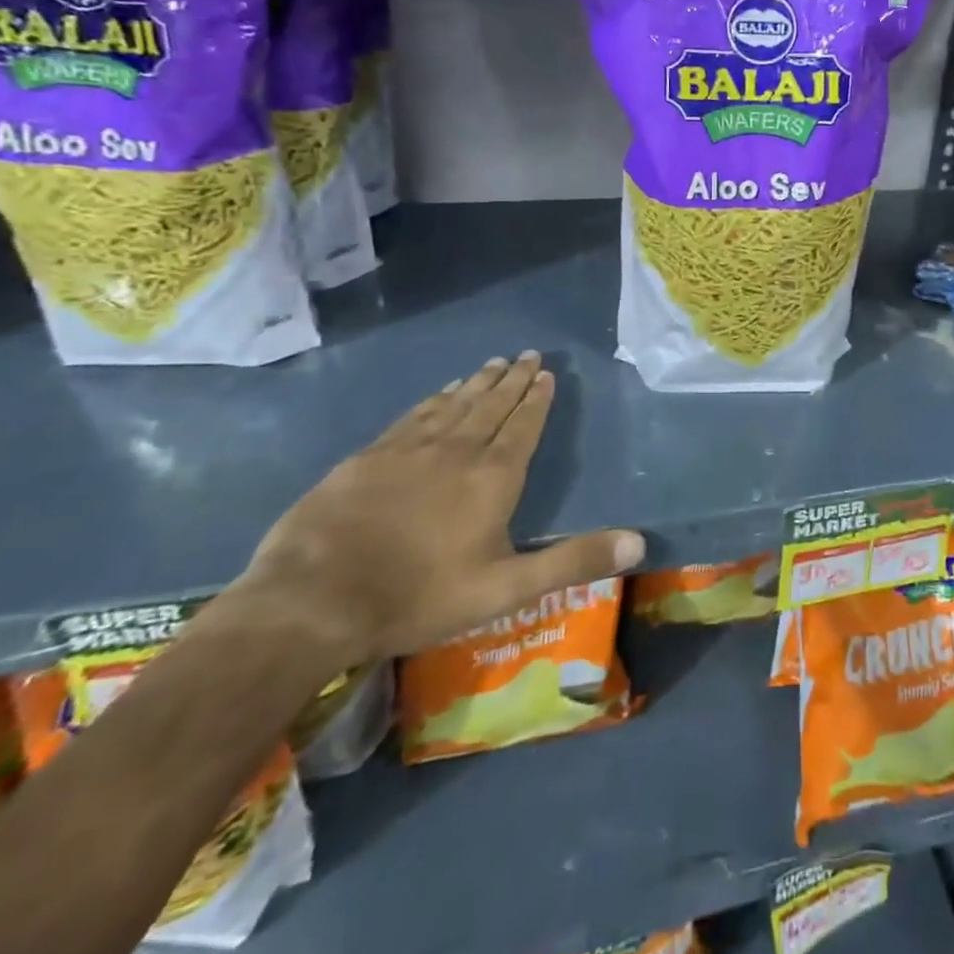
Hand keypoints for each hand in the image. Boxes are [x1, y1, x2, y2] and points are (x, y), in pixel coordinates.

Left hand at [239, 353, 643, 666]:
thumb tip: (639, 543)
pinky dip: (435, 399)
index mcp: (493, 478)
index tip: (545, 373)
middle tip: (527, 354)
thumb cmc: (419, 596)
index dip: (536, 399)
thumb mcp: (506, 589)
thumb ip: (573, 562)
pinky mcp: (370, 456)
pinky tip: (441, 392)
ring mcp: (409, 449)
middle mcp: (457, 451)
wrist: (314, 599)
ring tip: (493, 362)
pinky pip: (415, 415)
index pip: (522, 426)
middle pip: (491, 405)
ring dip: (478, 382)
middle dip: (512, 379)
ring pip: (454, 404)